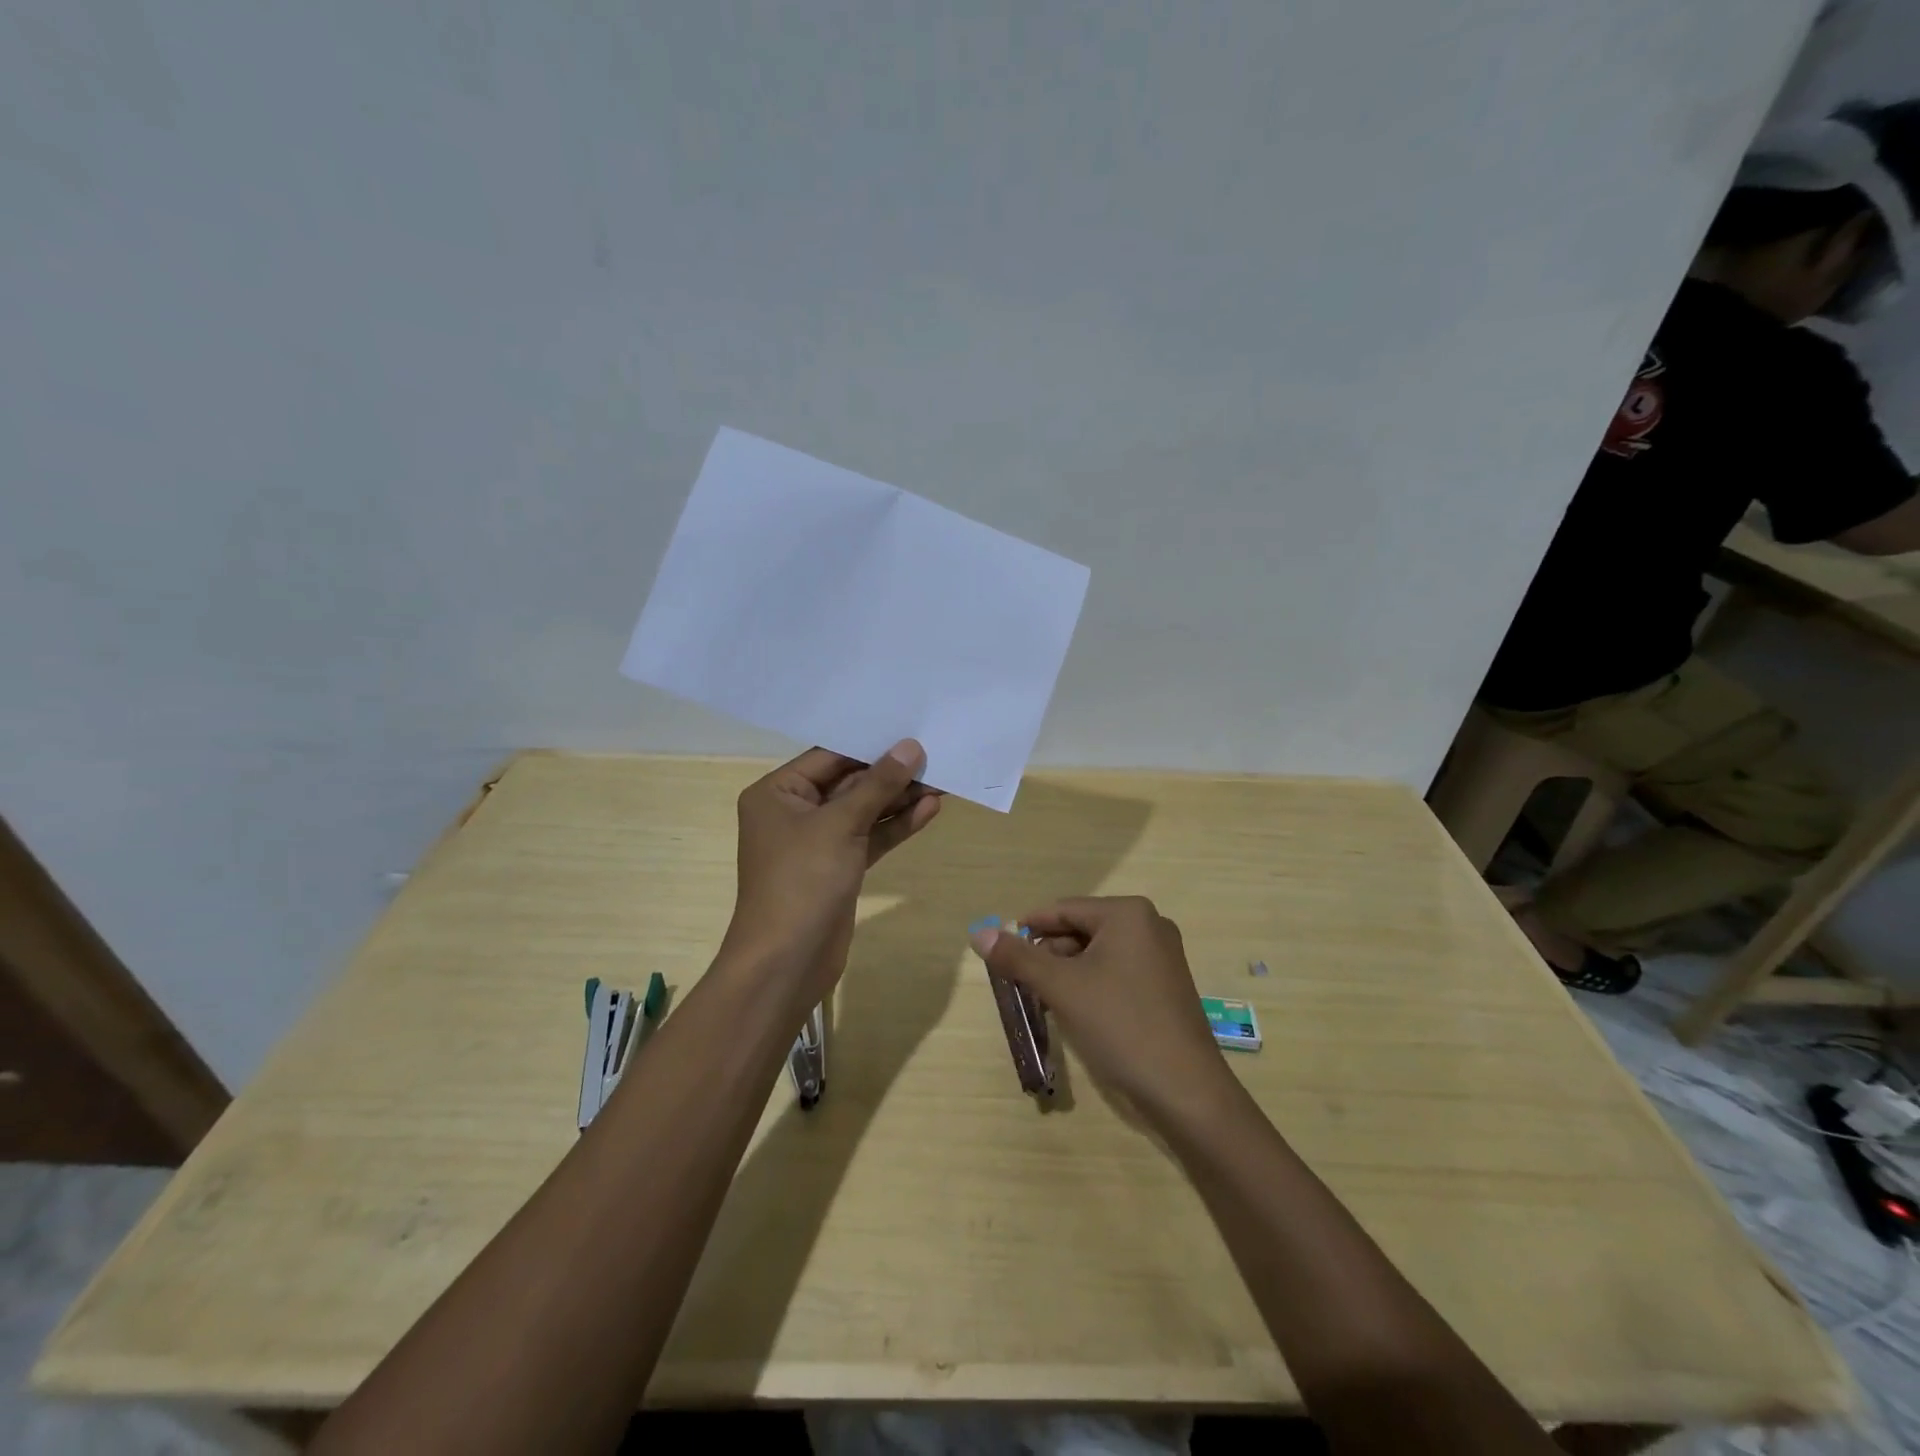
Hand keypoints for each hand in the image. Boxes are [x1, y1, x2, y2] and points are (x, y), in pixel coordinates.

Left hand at [727, 741, 941, 995]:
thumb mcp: (841, 825)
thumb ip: (877, 785)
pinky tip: (929, 810)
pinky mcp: (838, 867)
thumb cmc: (802, 881)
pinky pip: (870, 837)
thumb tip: (910, 747)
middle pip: (849, 782)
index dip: (871, 745)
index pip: (830, 756)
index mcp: (778, 792)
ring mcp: (817, 842)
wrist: (786, 962)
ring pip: (864, 811)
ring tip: (942, 781)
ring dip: (899, 799)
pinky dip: (896, 826)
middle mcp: (795, 812)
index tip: (911, 733)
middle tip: (936, 757)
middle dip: (891, 774)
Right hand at [970, 897, 1235, 1123]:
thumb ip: (1018, 957)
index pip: (1063, 910)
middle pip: (1081, 930)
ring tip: (1041, 1000)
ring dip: (1066, 972)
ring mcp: (1162, 956)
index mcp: (1127, 913)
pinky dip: (1090, 985)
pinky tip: (1074, 1010)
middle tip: (1018, 983)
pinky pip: (1117, 972)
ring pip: (1097, 953)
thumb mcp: (1061, 988)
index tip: (999, 951)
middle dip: (1047, 954)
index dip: (1028, 929)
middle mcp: (1149, 925)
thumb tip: (979, 934)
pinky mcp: (1166, 985)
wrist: (1186, 1090)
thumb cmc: (1120, 1025)